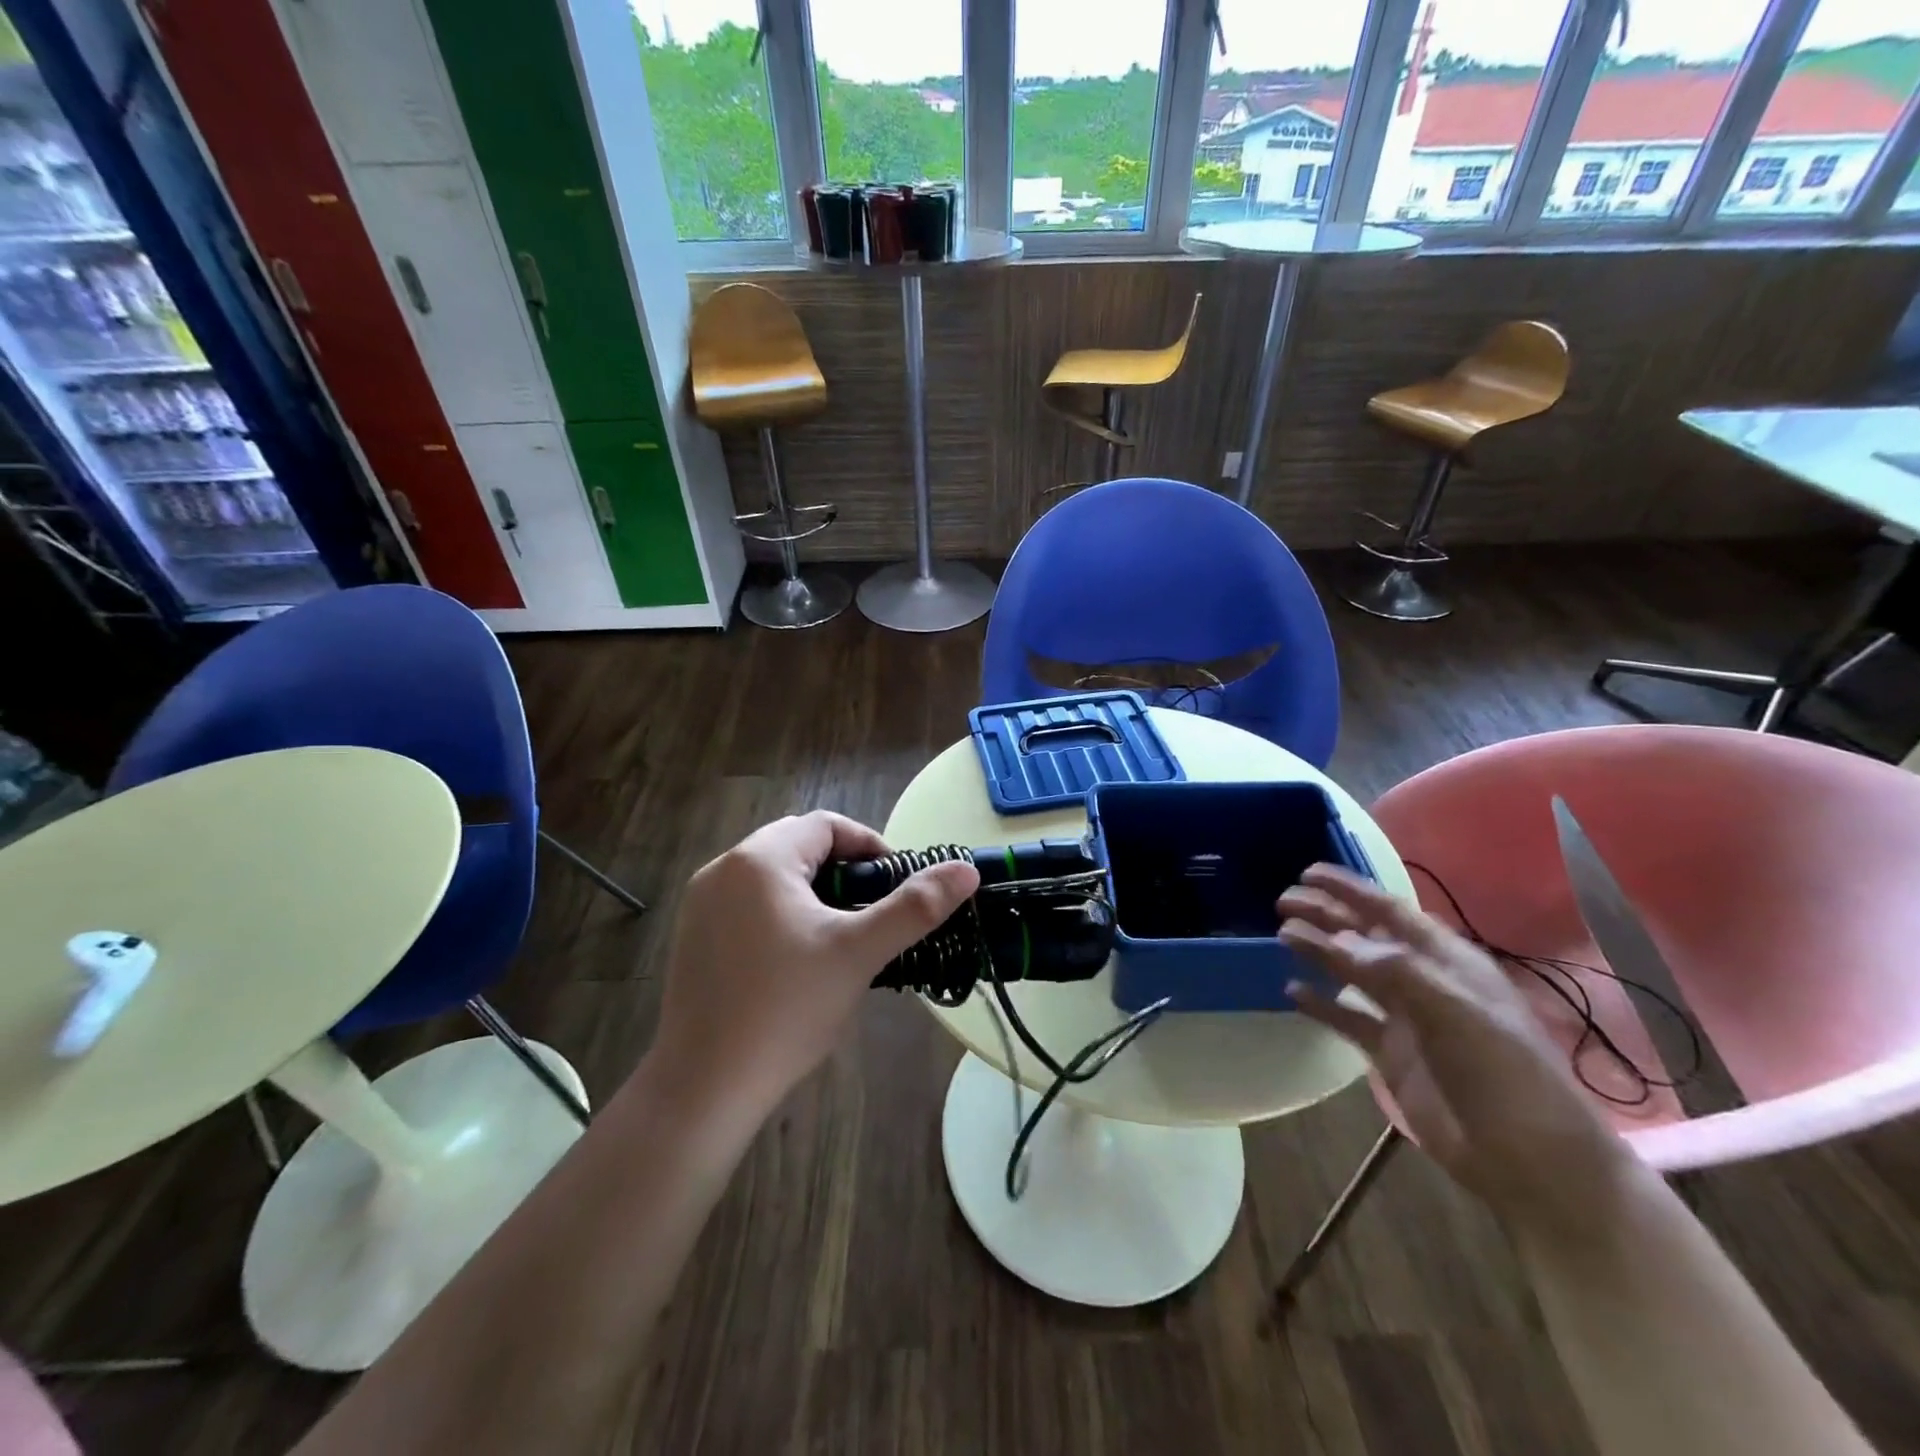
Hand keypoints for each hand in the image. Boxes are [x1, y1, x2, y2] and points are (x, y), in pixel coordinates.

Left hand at [649, 811, 978, 1119]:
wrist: (703, 1088)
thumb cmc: (786, 1010)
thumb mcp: (859, 953)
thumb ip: (915, 907)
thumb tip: (966, 870)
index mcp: (760, 859)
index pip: (828, 826)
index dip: (870, 847)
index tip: (896, 887)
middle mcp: (723, 869)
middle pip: (799, 847)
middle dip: (843, 873)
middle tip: (872, 916)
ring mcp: (701, 904)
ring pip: (774, 878)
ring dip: (814, 895)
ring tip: (842, 940)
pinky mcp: (693, 937)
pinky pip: (748, 905)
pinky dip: (782, 916)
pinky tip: (797, 963)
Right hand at [1278, 865, 1636, 1240]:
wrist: (1532, 1162)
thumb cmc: (1506, 1076)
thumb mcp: (1460, 1014)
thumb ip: (1400, 972)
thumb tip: (1342, 939)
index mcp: (1448, 962)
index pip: (1391, 912)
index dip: (1351, 889)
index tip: (1308, 872)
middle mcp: (1423, 981)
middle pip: (1366, 937)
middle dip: (1327, 915)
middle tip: (1283, 903)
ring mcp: (1406, 1018)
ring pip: (1352, 972)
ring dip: (1319, 951)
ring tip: (1282, 937)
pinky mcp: (1391, 1054)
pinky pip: (1347, 1018)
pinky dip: (1321, 1004)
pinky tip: (1292, 992)